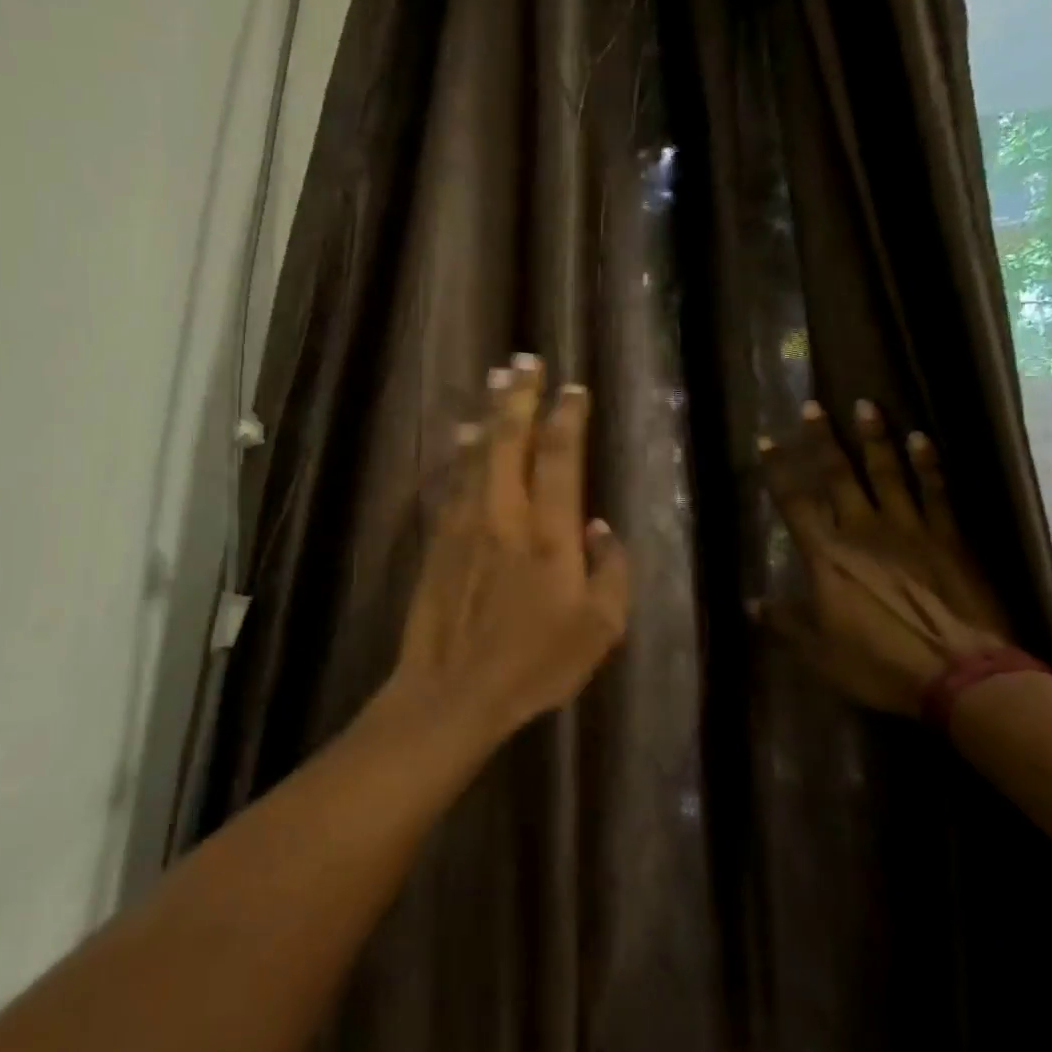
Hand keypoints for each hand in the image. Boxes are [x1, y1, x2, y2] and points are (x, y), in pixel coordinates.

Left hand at [382, 355, 631, 743]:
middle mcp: (506, 514)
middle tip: (525, 360)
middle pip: (512, 439)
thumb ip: (611, 574)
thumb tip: (602, 528)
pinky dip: (463, 451)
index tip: (573, 389)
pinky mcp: (440, 536)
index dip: (567, 418)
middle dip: (520, 396)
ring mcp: (466, 522)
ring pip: (479, 452)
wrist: (452, 690)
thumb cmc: (533, 665)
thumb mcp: (598, 632)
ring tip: (496, 378)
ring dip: (490, 412)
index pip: (559, 459)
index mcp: (549, 534)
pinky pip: (455, 479)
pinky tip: (464, 433)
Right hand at [756, 399, 1008, 715]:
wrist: (962, 676)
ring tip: (866, 405)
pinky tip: (922, 439)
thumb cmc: (881, 663)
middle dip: (822, 439)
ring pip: (887, 473)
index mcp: (827, 556)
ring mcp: (909, 530)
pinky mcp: (949, 539)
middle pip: (838, 476)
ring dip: (874, 438)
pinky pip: (936, 493)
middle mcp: (863, 531)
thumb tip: (751, 604)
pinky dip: (928, 465)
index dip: (778, 470)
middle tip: (813, 405)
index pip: (794, 503)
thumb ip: (785, 622)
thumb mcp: (820, 653)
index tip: (767, 440)